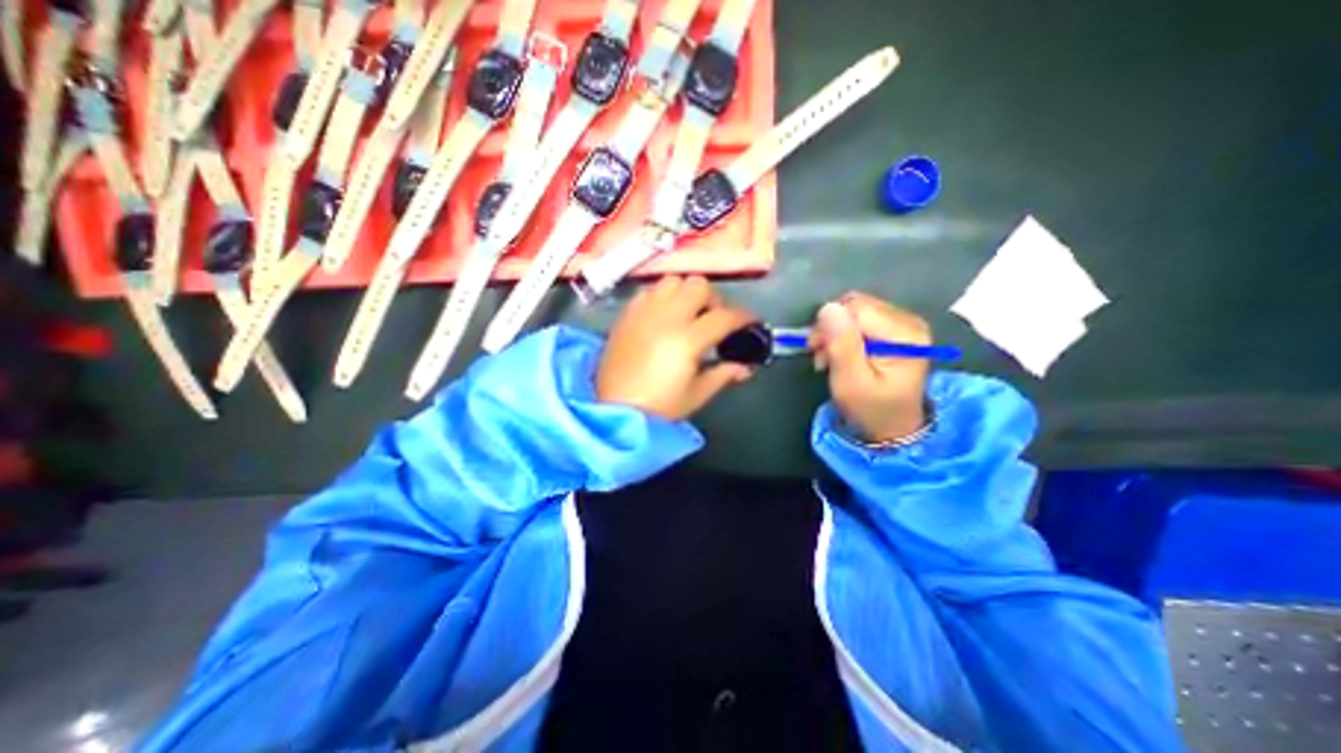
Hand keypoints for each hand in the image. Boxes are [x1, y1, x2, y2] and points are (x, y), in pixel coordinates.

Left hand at [597, 276, 752, 421]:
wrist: (614, 409)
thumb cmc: (659, 407)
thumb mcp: (697, 394)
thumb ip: (723, 374)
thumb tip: (744, 366)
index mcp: (688, 340)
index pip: (724, 316)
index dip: (743, 317)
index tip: (749, 323)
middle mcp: (667, 317)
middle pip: (699, 286)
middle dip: (714, 300)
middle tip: (714, 319)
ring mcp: (644, 312)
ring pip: (673, 281)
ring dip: (687, 292)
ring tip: (688, 313)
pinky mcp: (627, 314)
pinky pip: (650, 290)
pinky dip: (663, 296)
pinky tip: (664, 315)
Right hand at [813, 290, 928, 443]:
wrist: (892, 428)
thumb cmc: (870, 409)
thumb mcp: (850, 382)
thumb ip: (841, 345)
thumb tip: (828, 308)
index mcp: (905, 335)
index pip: (856, 310)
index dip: (830, 326)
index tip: (817, 351)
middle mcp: (909, 321)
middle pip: (856, 305)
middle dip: (831, 327)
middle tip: (822, 355)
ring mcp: (904, 323)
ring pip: (855, 309)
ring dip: (835, 331)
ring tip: (830, 357)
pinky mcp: (895, 327)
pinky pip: (860, 317)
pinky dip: (844, 333)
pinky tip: (841, 352)